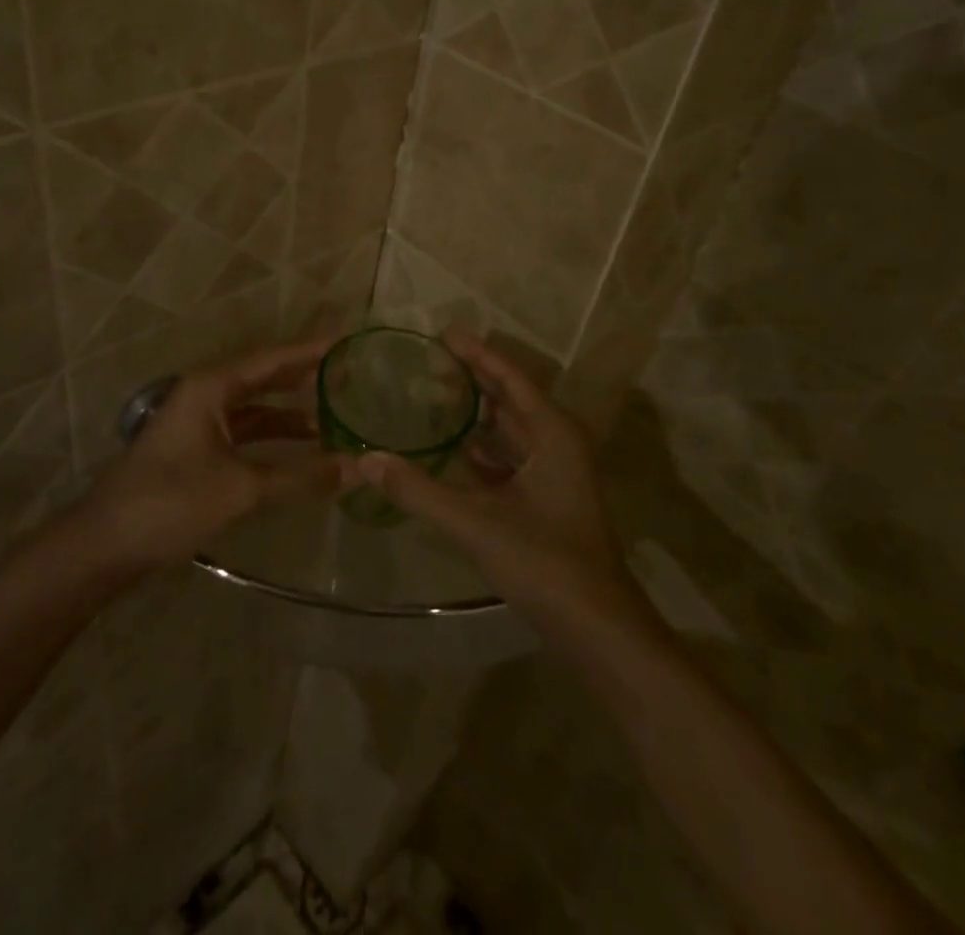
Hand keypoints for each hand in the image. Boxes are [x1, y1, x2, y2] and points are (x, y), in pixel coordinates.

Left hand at [76, 339, 340, 576]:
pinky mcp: (195, 451)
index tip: (348, 342)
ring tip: (333, 418)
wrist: (103, 546)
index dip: (311, 351)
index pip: (272, 359)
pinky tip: (298, 453)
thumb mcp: (241, 489)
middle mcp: (205, 395)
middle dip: (303, 378)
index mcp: (211, 387)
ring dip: (289, 414)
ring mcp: (197, 424)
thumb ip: (301, 477)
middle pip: (263, 378)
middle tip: (348, 376)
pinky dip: (271, 439)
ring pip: (254, 409)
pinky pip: (243, 434)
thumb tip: (358, 468)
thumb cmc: (170, 503)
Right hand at [351, 334, 652, 636]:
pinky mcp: (548, 499)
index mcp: (552, 434)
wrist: (598, 630)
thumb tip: (367, 459)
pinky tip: (453, 450)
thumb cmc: (545, 563)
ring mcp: (555, 473)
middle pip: (511, 399)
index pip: (510, 378)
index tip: (443, 335)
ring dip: (477, 414)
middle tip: (430, 362)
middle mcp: (558, 443)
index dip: (477, 354)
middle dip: (474, 379)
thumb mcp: (476, 523)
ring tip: (434, 398)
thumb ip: (419, 491)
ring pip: (511, 430)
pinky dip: (483, 450)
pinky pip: (510, 459)